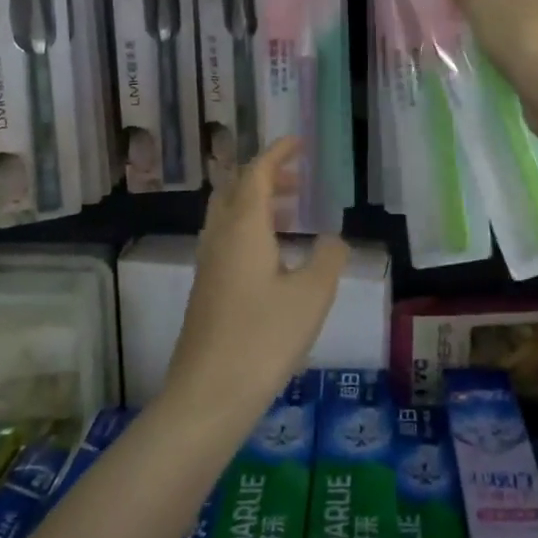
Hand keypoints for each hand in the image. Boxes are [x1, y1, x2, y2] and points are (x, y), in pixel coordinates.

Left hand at [165, 139, 348, 414]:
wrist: (208, 395)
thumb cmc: (263, 337)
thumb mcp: (311, 296)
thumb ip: (328, 258)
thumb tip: (332, 239)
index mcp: (243, 227)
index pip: (257, 173)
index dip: (278, 153)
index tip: (299, 142)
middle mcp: (220, 237)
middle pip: (235, 189)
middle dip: (265, 176)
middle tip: (298, 181)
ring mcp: (208, 264)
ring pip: (228, 215)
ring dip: (256, 203)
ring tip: (291, 214)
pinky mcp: (206, 289)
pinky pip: (226, 239)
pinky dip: (249, 228)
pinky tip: (273, 257)